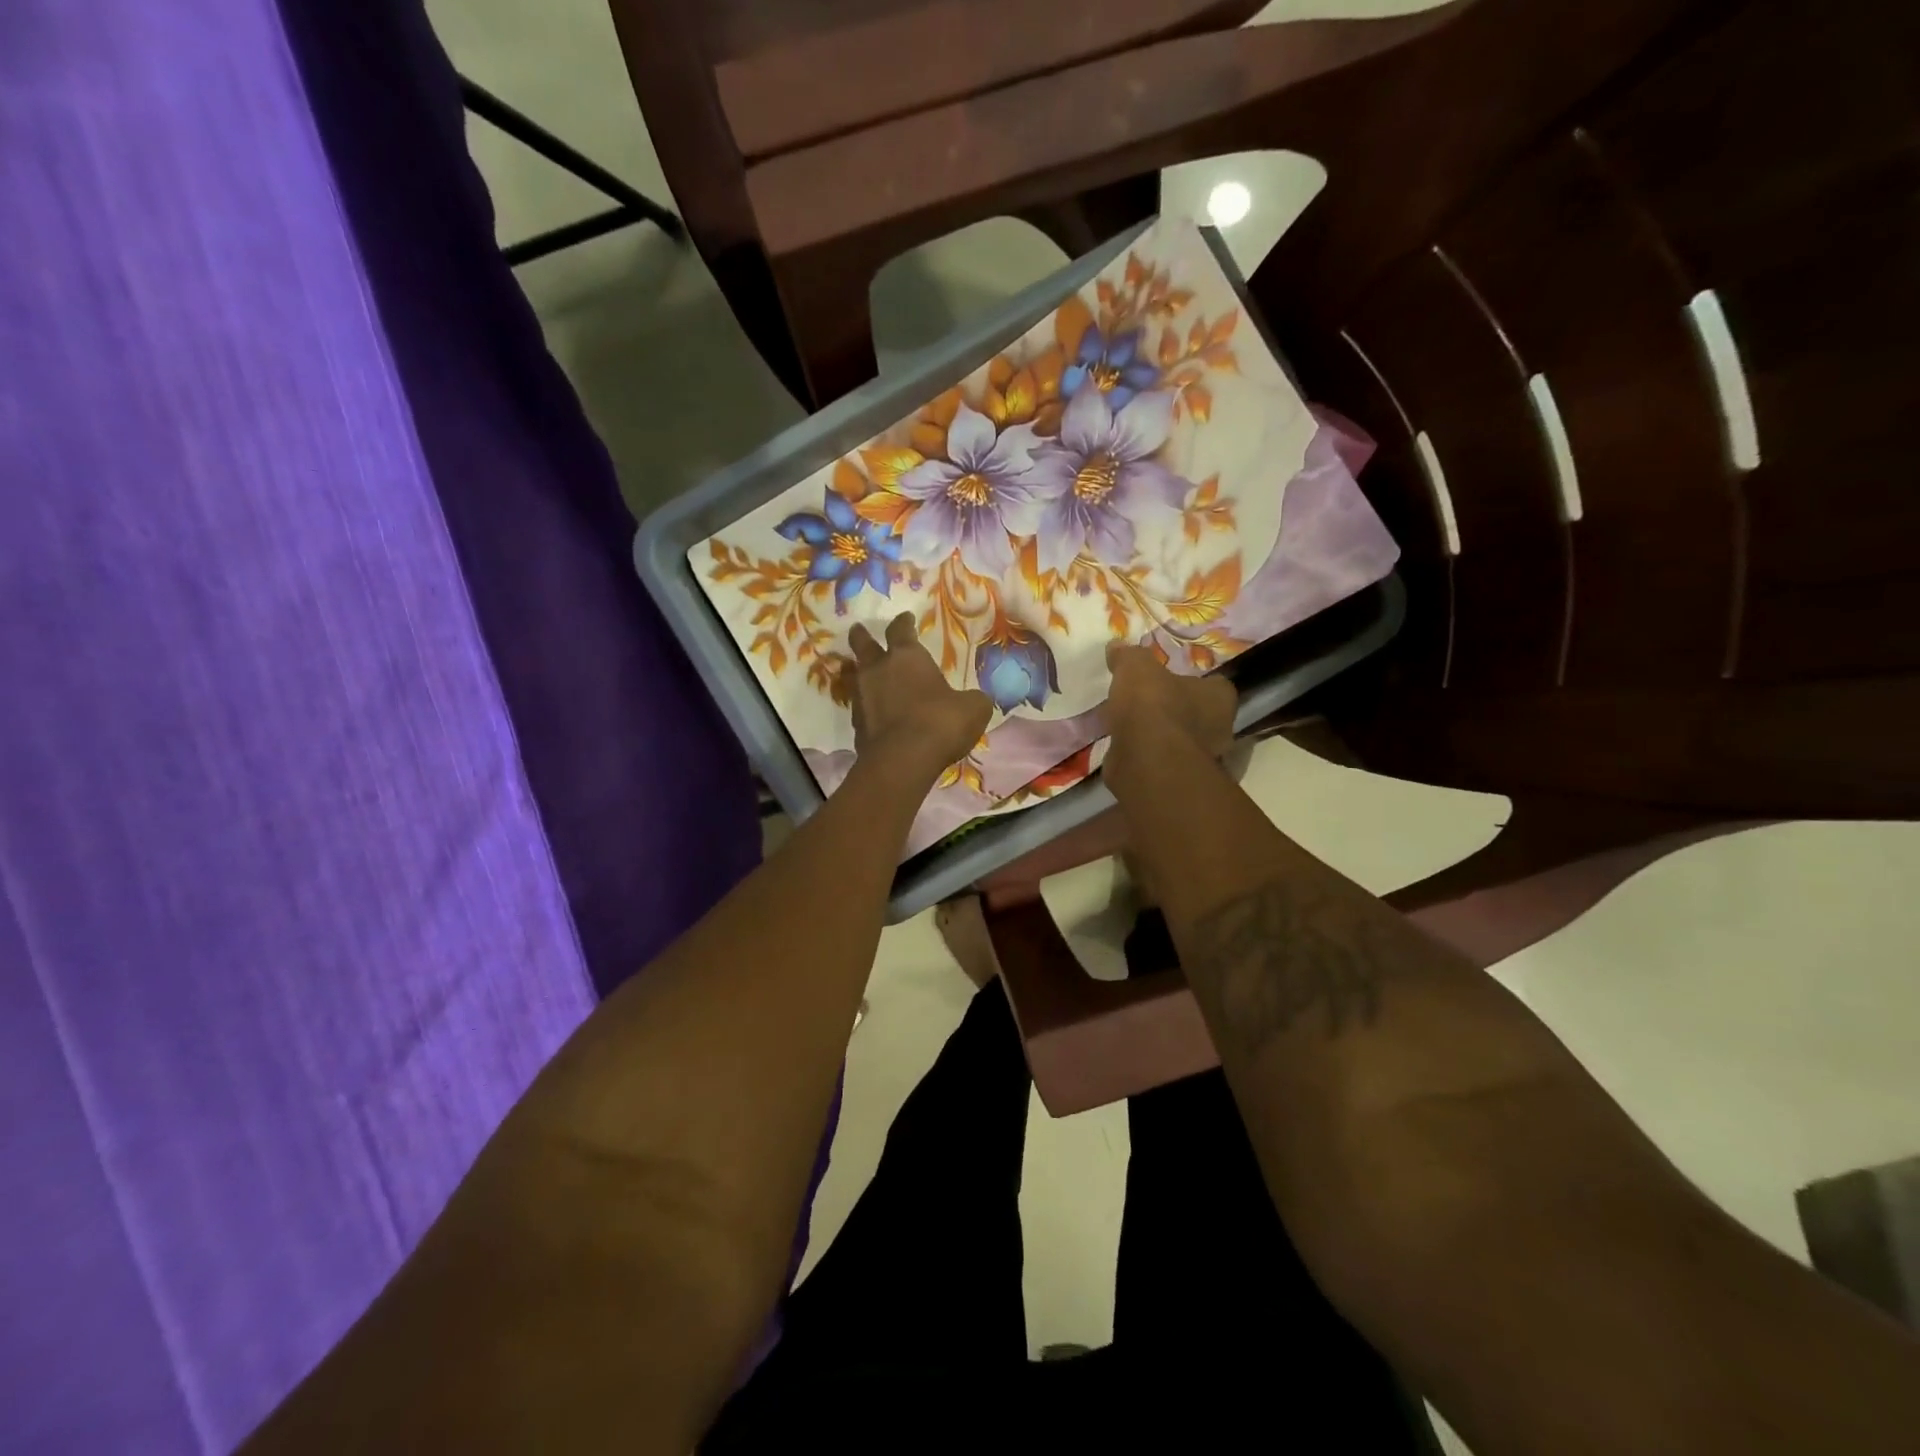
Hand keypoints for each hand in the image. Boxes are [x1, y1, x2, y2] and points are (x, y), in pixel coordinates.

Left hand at [848, 613, 992, 783]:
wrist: (903, 761)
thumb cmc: (940, 722)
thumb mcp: (973, 708)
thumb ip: (972, 699)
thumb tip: (974, 700)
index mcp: (907, 657)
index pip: (901, 630)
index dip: (904, 623)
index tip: (905, 618)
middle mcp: (878, 671)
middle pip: (863, 645)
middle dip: (862, 637)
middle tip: (858, 630)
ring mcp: (862, 698)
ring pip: (856, 676)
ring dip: (860, 672)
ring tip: (864, 673)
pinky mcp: (856, 725)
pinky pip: (860, 707)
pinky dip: (866, 706)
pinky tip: (875, 712)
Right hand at [1104, 643, 1236, 759]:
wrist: (1144, 761)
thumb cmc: (1152, 707)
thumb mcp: (1136, 668)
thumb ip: (1128, 656)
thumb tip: (1117, 647)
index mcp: (1219, 698)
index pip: (1215, 685)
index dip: (1194, 681)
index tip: (1171, 679)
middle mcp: (1219, 730)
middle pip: (1199, 715)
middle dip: (1177, 710)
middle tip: (1149, 702)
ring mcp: (1200, 760)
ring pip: (1181, 741)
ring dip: (1160, 735)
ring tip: (1131, 725)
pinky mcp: (1177, 780)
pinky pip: (1162, 761)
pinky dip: (1147, 755)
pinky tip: (1124, 747)